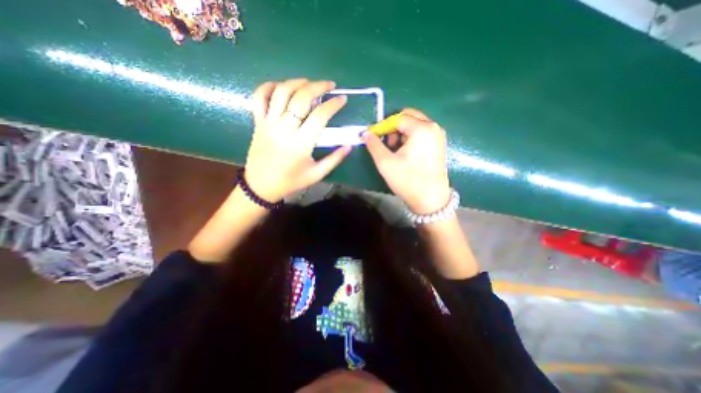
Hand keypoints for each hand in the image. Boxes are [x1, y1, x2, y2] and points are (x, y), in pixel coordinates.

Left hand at [244, 80, 349, 202]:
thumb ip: (334, 160)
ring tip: (309, 83)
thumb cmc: (291, 182)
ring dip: (297, 82)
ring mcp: (268, 123)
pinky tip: (281, 86)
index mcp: (301, 143)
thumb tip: (349, 146)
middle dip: (318, 86)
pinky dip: (268, 86)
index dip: (333, 104)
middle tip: (329, 85)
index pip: (320, 115)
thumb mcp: (316, 174)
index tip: (342, 99)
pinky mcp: (257, 122)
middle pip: (301, 97)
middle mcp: (284, 129)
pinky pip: (259, 97)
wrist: (261, 187)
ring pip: (281, 92)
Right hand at [358, 108, 452, 215]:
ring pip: (415, 124)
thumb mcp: (385, 162)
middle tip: (387, 144)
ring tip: (395, 151)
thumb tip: (365, 133)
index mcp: (422, 129)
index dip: (383, 126)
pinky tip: (406, 153)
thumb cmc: (408, 180)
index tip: (374, 137)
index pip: (398, 118)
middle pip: (408, 117)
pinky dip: (411, 138)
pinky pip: (422, 133)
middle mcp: (433, 127)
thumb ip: (374, 145)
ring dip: (402, 133)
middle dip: (394, 128)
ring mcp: (438, 135)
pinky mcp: (439, 144)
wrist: (430, 200)